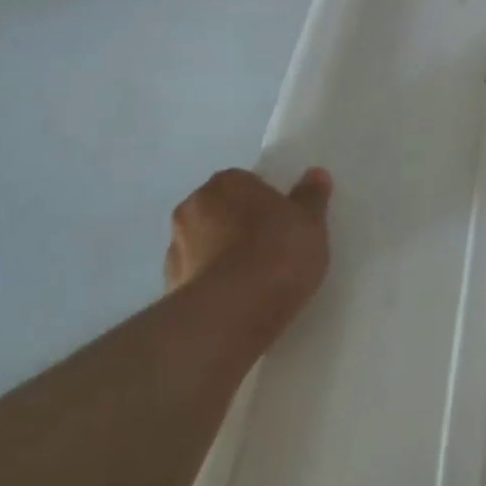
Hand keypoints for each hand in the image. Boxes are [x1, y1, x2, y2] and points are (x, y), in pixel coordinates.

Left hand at [163, 168, 333, 322]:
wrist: (232, 311)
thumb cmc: (277, 253)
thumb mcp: (310, 223)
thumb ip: (311, 197)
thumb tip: (316, 174)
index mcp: (227, 182)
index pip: (248, 183)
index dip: (268, 203)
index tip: (286, 224)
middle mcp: (193, 206)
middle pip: (223, 210)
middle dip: (241, 224)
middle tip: (273, 248)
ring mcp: (176, 245)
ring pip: (206, 242)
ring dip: (223, 253)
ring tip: (256, 280)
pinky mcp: (169, 283)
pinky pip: (198, 274)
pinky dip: (214, 281)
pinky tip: (237, 299)